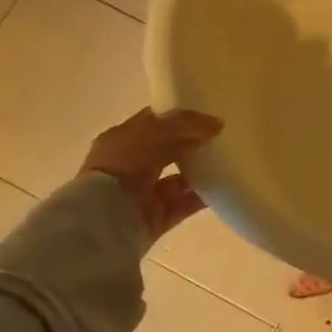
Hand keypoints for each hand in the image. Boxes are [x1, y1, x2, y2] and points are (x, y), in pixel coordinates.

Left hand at [80, 108, 222, 240]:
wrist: (105, 219)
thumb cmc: (124, 165)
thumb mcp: (155, 133)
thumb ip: (186, 125)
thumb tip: (216, 123)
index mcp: (121, 139)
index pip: (153, 121)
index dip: (178, 116)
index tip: (206, 113)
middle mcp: (129, 165)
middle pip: (167, 150)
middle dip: (191, 143)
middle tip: (220, 136)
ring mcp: (142, 193)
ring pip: (177, 178)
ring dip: (199, 170)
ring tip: (226, 160)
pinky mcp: (155, 218)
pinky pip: (184, 203)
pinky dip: (202, 196)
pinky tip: (224, 186)